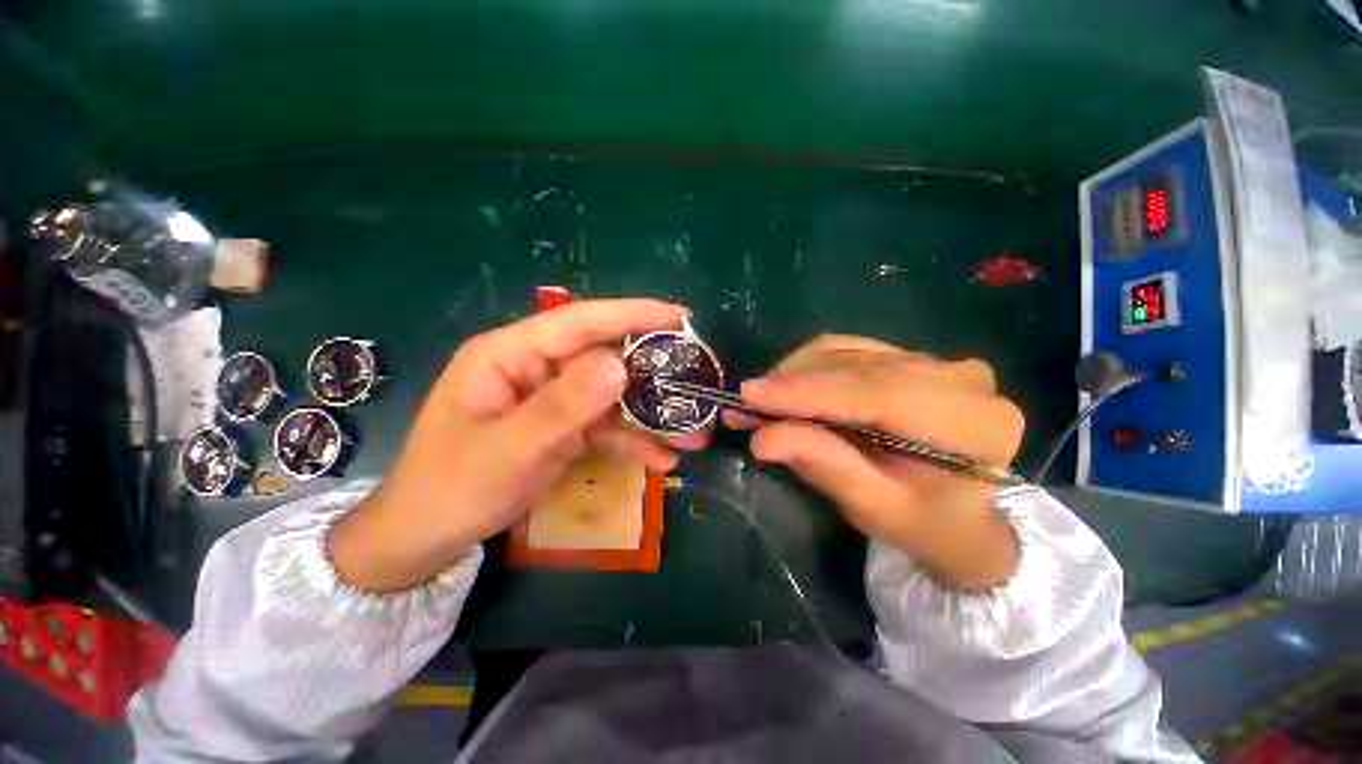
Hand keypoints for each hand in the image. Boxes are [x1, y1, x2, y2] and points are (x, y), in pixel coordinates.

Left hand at [329, 299, 705, 591]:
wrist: (428, 537)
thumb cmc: (451, 487)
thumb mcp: (507, 449)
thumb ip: (562, 407)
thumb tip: (619, 365)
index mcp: (509, 355)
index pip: (578, 322)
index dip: (631, 315)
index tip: (679, 318)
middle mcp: (535, 369)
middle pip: (604, 359)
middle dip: (653, 376)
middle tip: (696, 384)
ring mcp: (552, 400)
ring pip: (612, 397)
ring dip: (651, 416)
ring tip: (693, 434)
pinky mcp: (562, 428)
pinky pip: (604, 426)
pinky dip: (633, 441)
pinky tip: (661, 458)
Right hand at [727, 335, 1023, 590]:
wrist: (965, 519)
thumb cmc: (925, 525)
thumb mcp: (874, 507)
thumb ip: (825, 466)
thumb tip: (763, 438)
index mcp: (970, 423)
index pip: (873, 392)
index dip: (806, 392)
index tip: (749, 395)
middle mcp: (960, 379)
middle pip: (856, 366)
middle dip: (792, 384)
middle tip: (745, 406)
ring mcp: (938, 362)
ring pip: (847, 352)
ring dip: (796, 375)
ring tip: (763, 402)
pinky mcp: (913, 358)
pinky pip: (850, 351)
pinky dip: (811, 369)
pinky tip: (790, 390)